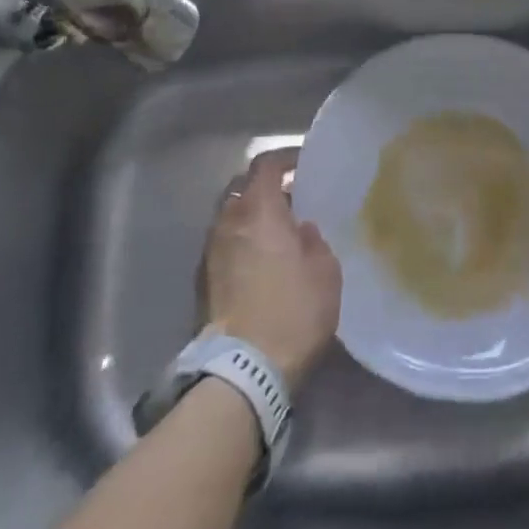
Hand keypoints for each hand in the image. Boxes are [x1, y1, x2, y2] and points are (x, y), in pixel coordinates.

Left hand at [203, 152, 341, 388]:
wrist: (243, 369)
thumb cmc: (293, 311)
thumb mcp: (325, 272)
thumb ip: (314, 240)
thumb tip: (301, 230)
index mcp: (260, 210)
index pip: (265, 165)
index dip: (284, 158)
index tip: (302, 163)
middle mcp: (229, 221)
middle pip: (243, 188)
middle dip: (265, 188)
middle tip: (290, 199)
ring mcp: (211, 250)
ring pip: (231, 217)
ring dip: (251, 217)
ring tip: (276, 233)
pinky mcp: (203, 280)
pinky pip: (224, 244)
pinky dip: (241, 242)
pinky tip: (260, 262)